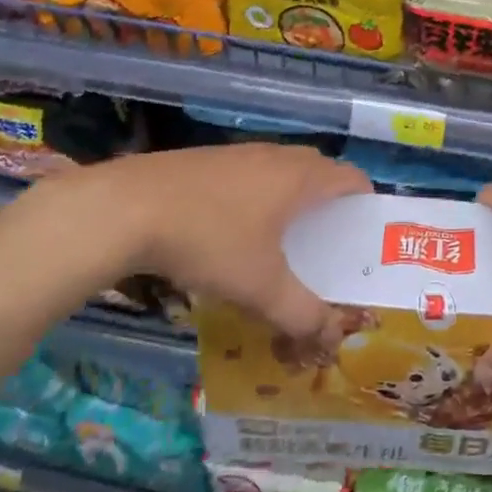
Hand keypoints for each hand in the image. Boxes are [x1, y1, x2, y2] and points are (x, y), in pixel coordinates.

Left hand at [71, 143, 371, 342]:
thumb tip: (331, 338)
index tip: (362, 239)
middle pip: (319, 173)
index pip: (354, 179)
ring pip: (281, 173)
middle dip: (329, 206)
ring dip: (290, 201)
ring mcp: (238, 153)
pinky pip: (249, 175)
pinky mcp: (205, 160)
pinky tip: (231, 232)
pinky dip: (256, 198)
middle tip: (325, 246)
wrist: (125, 209)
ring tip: (280, 242)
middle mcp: (276, 156)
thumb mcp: (262, 288)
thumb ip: (304, 315)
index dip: (366, 206)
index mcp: (302, 177)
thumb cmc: (209, 241)